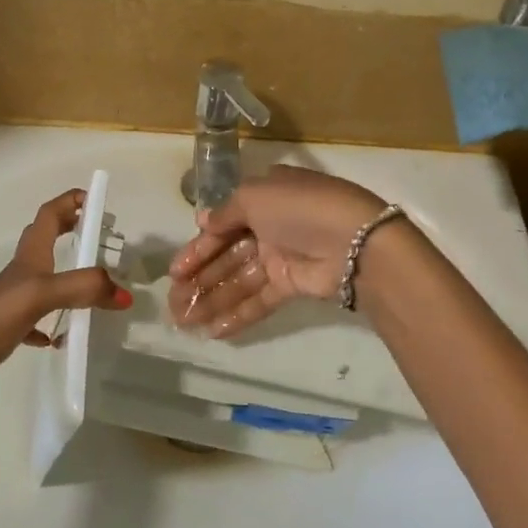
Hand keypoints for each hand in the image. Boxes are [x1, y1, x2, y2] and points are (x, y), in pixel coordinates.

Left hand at [0, 190, 130, 419]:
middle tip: (100, 235)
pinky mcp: (8, 329)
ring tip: (96, 286)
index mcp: (29, 258)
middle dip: (71, 230)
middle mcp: (21, 274)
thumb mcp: (39, 296)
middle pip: (46, 241)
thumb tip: (124, 294)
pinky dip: (54, 323)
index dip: (70, 202)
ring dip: (69, 277)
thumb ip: (82, 289)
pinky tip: (64, 337)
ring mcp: (13, 302)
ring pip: (45, 280)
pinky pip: (37, 320)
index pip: (49, 216)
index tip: (96, 199)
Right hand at [168, 166, 385, 337]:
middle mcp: (270, 226)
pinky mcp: (293, 285)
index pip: (222, 224)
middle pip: (227, 255)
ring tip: (183, 321)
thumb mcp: (255, 196)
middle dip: (199, 278)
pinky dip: (238, 314)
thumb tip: (203, 221)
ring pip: (240, 280)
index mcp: (264, 198)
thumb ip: (226, 212)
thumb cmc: (300, 209)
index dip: (198, 247)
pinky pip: (260, 300)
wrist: (354, 242)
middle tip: (172, 301)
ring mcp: (282, 257)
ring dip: (212, 299)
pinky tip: (213, 330)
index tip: (175, 271)